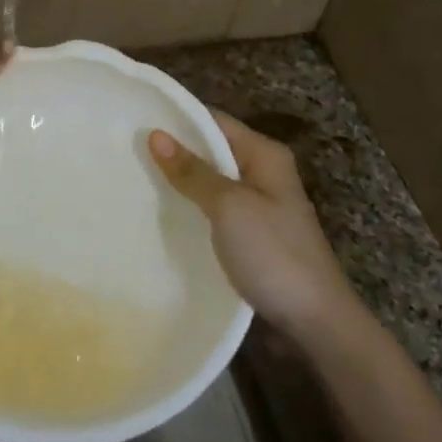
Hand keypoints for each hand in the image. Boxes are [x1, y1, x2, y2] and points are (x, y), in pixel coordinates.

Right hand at [148, 112, 355, 334]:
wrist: (315, 322)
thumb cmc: (274, 254)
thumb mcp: (229, 207)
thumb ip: (193, 171)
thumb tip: (156, 135)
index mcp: (264, 155)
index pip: (214, 121)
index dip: (177, 119)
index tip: (135, 119)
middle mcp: (263, 173)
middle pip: (212, 150)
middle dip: (174, 151)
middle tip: (126, 151)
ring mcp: (259, 206)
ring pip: (211, 183)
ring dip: (181, 182)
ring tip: (135, 179)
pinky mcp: (251, 236)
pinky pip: (214, 211)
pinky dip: (191, 209)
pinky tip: (162, 215)